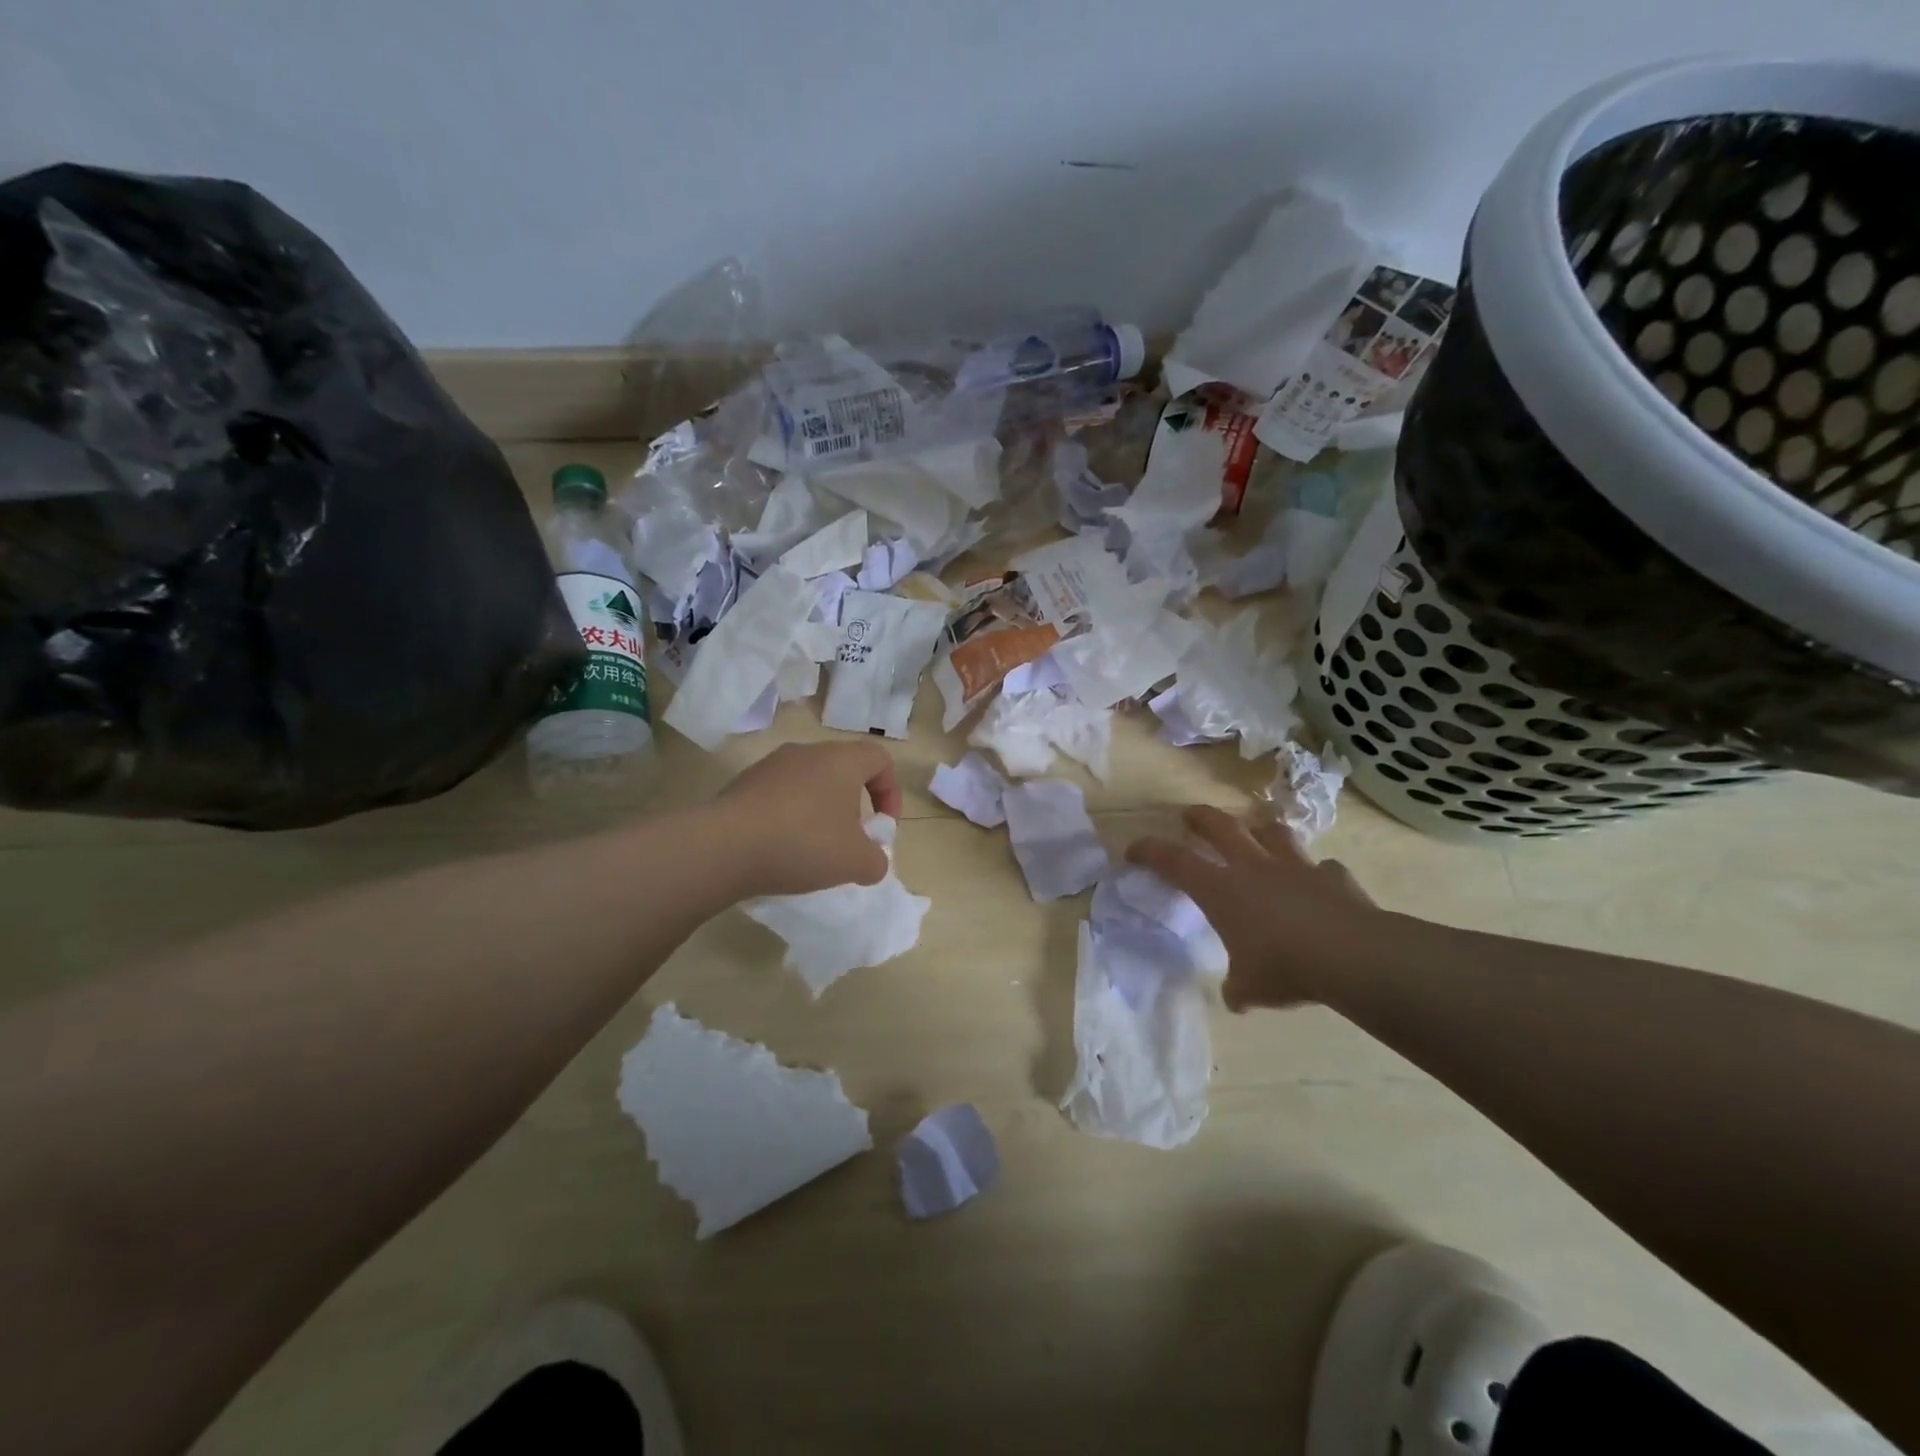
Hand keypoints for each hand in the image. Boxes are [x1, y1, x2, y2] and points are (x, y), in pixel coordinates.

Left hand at [713, 741, 903, 896]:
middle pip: (843, 769)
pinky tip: (779, 849)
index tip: (882, 826)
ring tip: (813, 848)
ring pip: (809, 782)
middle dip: (853, 804)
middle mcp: (807, 752)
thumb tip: (872, 860)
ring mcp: (771, 766)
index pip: (880, 759)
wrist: (723, 847)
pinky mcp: (742, 784)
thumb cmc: (803, 843)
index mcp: (841, 760)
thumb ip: (876, 860)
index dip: (891, 791)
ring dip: (819, 811)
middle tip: (850, 839)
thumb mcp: (856, 862)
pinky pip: (779, 796)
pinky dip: (788, 817)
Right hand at [1127, 806, 1385, 1010]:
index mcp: (1222, 890)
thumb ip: (1239, 987)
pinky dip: (1317, 874)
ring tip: (1258, 833)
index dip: (1150, 851)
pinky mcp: (1334, 877)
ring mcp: (1297, 867)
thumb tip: (1237, 997)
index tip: (1133, 849)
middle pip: (1221, 827)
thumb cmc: (1285, 968)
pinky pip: (1323, 868)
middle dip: (1200, 818)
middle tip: (1189, 815)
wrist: (1353, 955)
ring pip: (1273, 833)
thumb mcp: (1251, 988)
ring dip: (1261, 830)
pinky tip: (1319, 884)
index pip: (1174, 861)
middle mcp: (1254, 868)